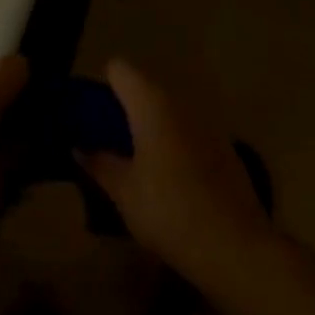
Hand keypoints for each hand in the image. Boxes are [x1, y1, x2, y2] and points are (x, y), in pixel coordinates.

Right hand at [77, 59, 273, 284]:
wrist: (234, 245)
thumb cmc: (169, 210)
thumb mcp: (124, 191)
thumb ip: (99, 163)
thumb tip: (79, 147)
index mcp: (151, 102)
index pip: (118, 69)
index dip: (101, 87)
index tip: (90, 118)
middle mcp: (179, 100)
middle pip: (143, 87)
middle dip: (123, 109)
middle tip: (107, 144)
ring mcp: (205, 120)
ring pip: (166, 109)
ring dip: (149, 126)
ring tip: (135, 163)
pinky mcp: (223, 144)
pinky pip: (186, 129)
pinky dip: (172, 141)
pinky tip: (168, 178)